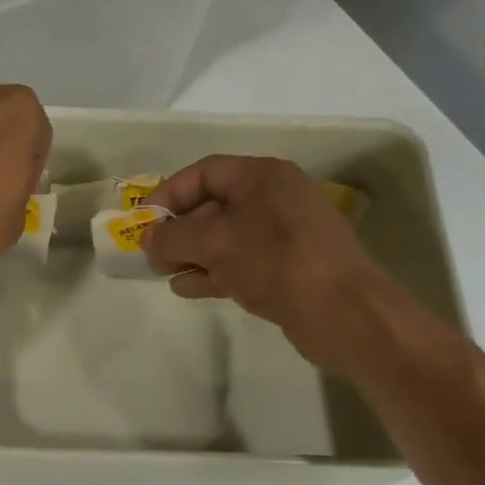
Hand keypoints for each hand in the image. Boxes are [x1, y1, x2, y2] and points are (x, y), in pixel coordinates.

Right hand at [142, 155, 408, 373]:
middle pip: (214, 205)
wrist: (341, 312)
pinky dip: (212, 272)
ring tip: (163, 273)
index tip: (143, 222)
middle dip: (178, 228)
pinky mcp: (288, 269)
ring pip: (225, 237)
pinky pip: (240, 262)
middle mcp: (275, 199)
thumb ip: (172, 236)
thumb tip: (148, 238)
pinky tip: (187, 288)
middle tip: (151, 254)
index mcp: (264, 176)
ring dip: (191, 253)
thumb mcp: (213, 242)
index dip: (169, 193)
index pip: (205, 172)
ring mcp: (284, 236)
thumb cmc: (274, 261)